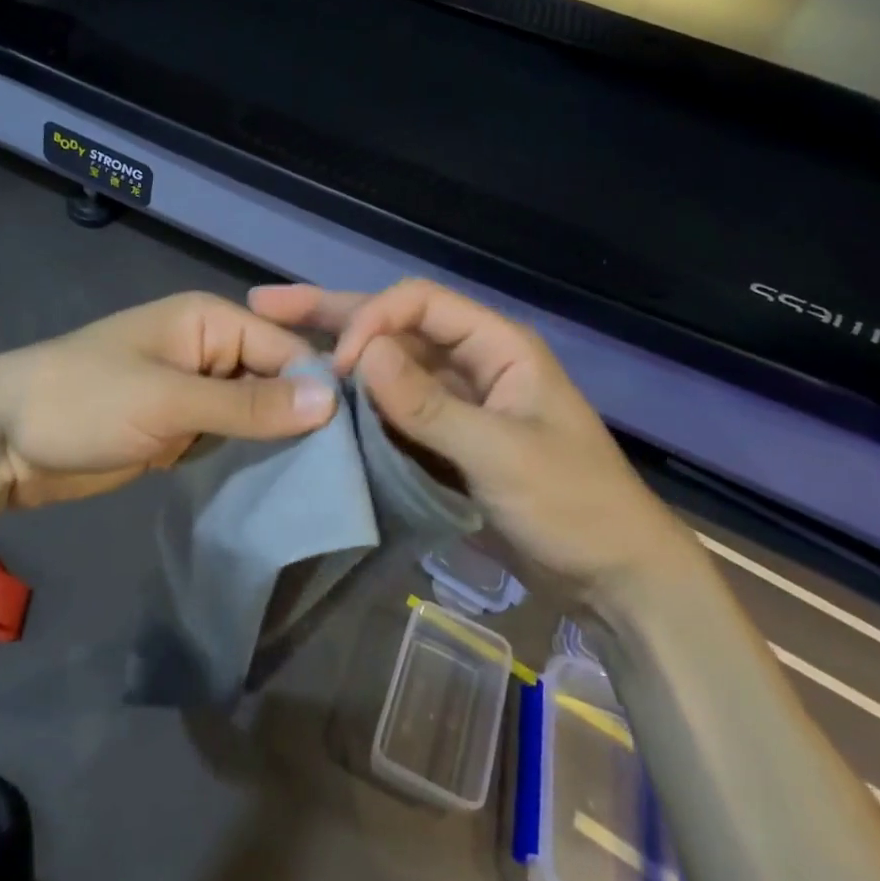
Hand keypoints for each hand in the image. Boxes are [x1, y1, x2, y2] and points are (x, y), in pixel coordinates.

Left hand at [0, 292, 337, 509]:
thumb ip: (248, 405)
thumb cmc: (85, 401)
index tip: (355, 439)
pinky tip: (280, 485)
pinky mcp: (179, 429)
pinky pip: (228, 438)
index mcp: (211, 322)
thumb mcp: (169, 400)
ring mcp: (194, 392)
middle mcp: (210, 351)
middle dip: (302, 418)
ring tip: (323, 482)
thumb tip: (331, 402)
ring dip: (278, 442)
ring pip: (255, 413)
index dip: (319, 388)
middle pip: (275, 381)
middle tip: (346, 470)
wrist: (3, 438)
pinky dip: (248, 457)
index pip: (287, 349)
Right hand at [249, 280, 690, 591]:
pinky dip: (357, 402)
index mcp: (496, 345)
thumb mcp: (502, 453)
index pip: (419, 304)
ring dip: (338, 354)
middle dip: (332, 313)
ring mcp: (456, 400)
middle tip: (265, 304)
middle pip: (395, 324)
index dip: (372, 321)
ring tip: (275, 341)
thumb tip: (362, 354)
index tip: (337, 365)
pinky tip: (317, 399)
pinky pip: (393, 408)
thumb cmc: (573, 505)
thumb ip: (430, 405)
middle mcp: (470, 361)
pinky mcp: (445, 437)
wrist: (614, 576)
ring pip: (388, 365)